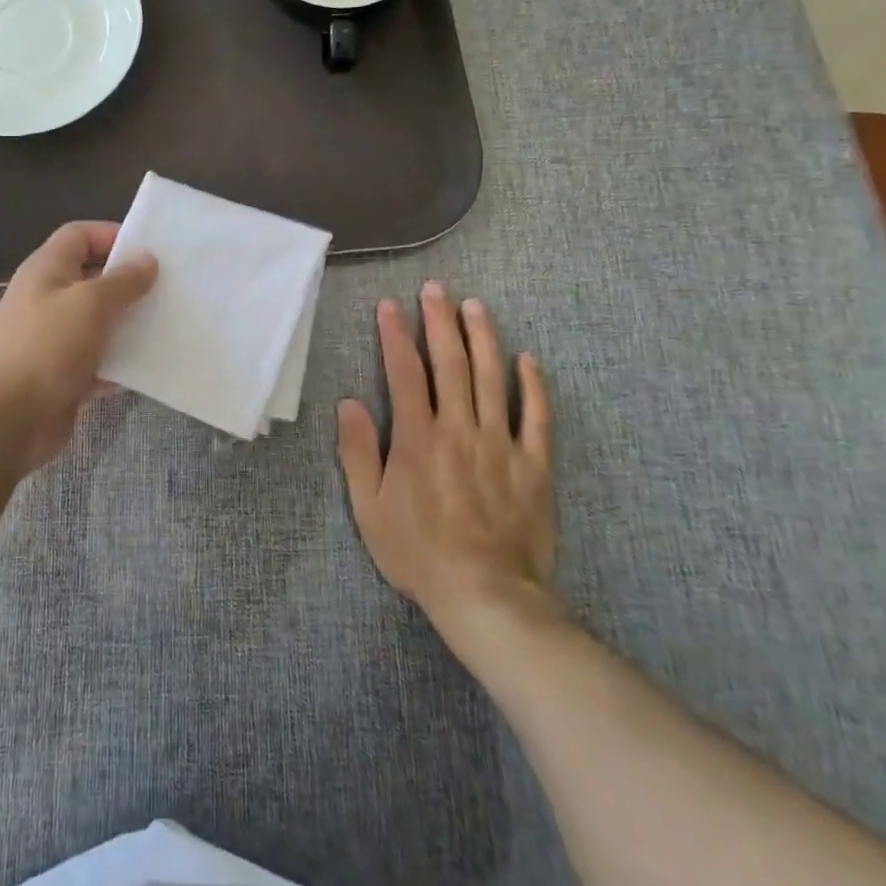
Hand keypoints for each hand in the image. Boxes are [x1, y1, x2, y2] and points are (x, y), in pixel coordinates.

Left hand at [0, 221, 156, 473]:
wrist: (6, 419)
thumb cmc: (47, 347)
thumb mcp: (90, 303)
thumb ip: (123, 280)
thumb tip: (147, 260)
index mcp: (47, 269)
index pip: (80, 235)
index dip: (113, 235)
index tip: (150, 251)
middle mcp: (49, 297)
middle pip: (93, 277)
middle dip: (129, 282)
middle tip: (170, 288)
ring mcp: (55, 338)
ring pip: (99, 321)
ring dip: (129, 323)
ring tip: (168, 324)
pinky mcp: (63, 373)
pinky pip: (99, 359)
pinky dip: (121, 361)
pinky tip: (150, 364)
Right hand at [337, 281, 559, 638]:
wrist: (486, 597)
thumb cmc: (418, 552)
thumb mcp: (369, 508)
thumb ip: (358, 451)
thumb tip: (348, 402)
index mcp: (418, 437)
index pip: (404, 371)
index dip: (395, 334)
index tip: (390, 305)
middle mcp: (459, 428)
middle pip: (450, 363)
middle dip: (439, 321)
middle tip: (436, 288)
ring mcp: (501, 443)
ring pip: (492, 378)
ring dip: (482, 338)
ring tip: (475, 306)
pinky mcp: (534, 464)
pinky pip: (537, 417)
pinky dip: (534, 386)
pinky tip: (529, 359)